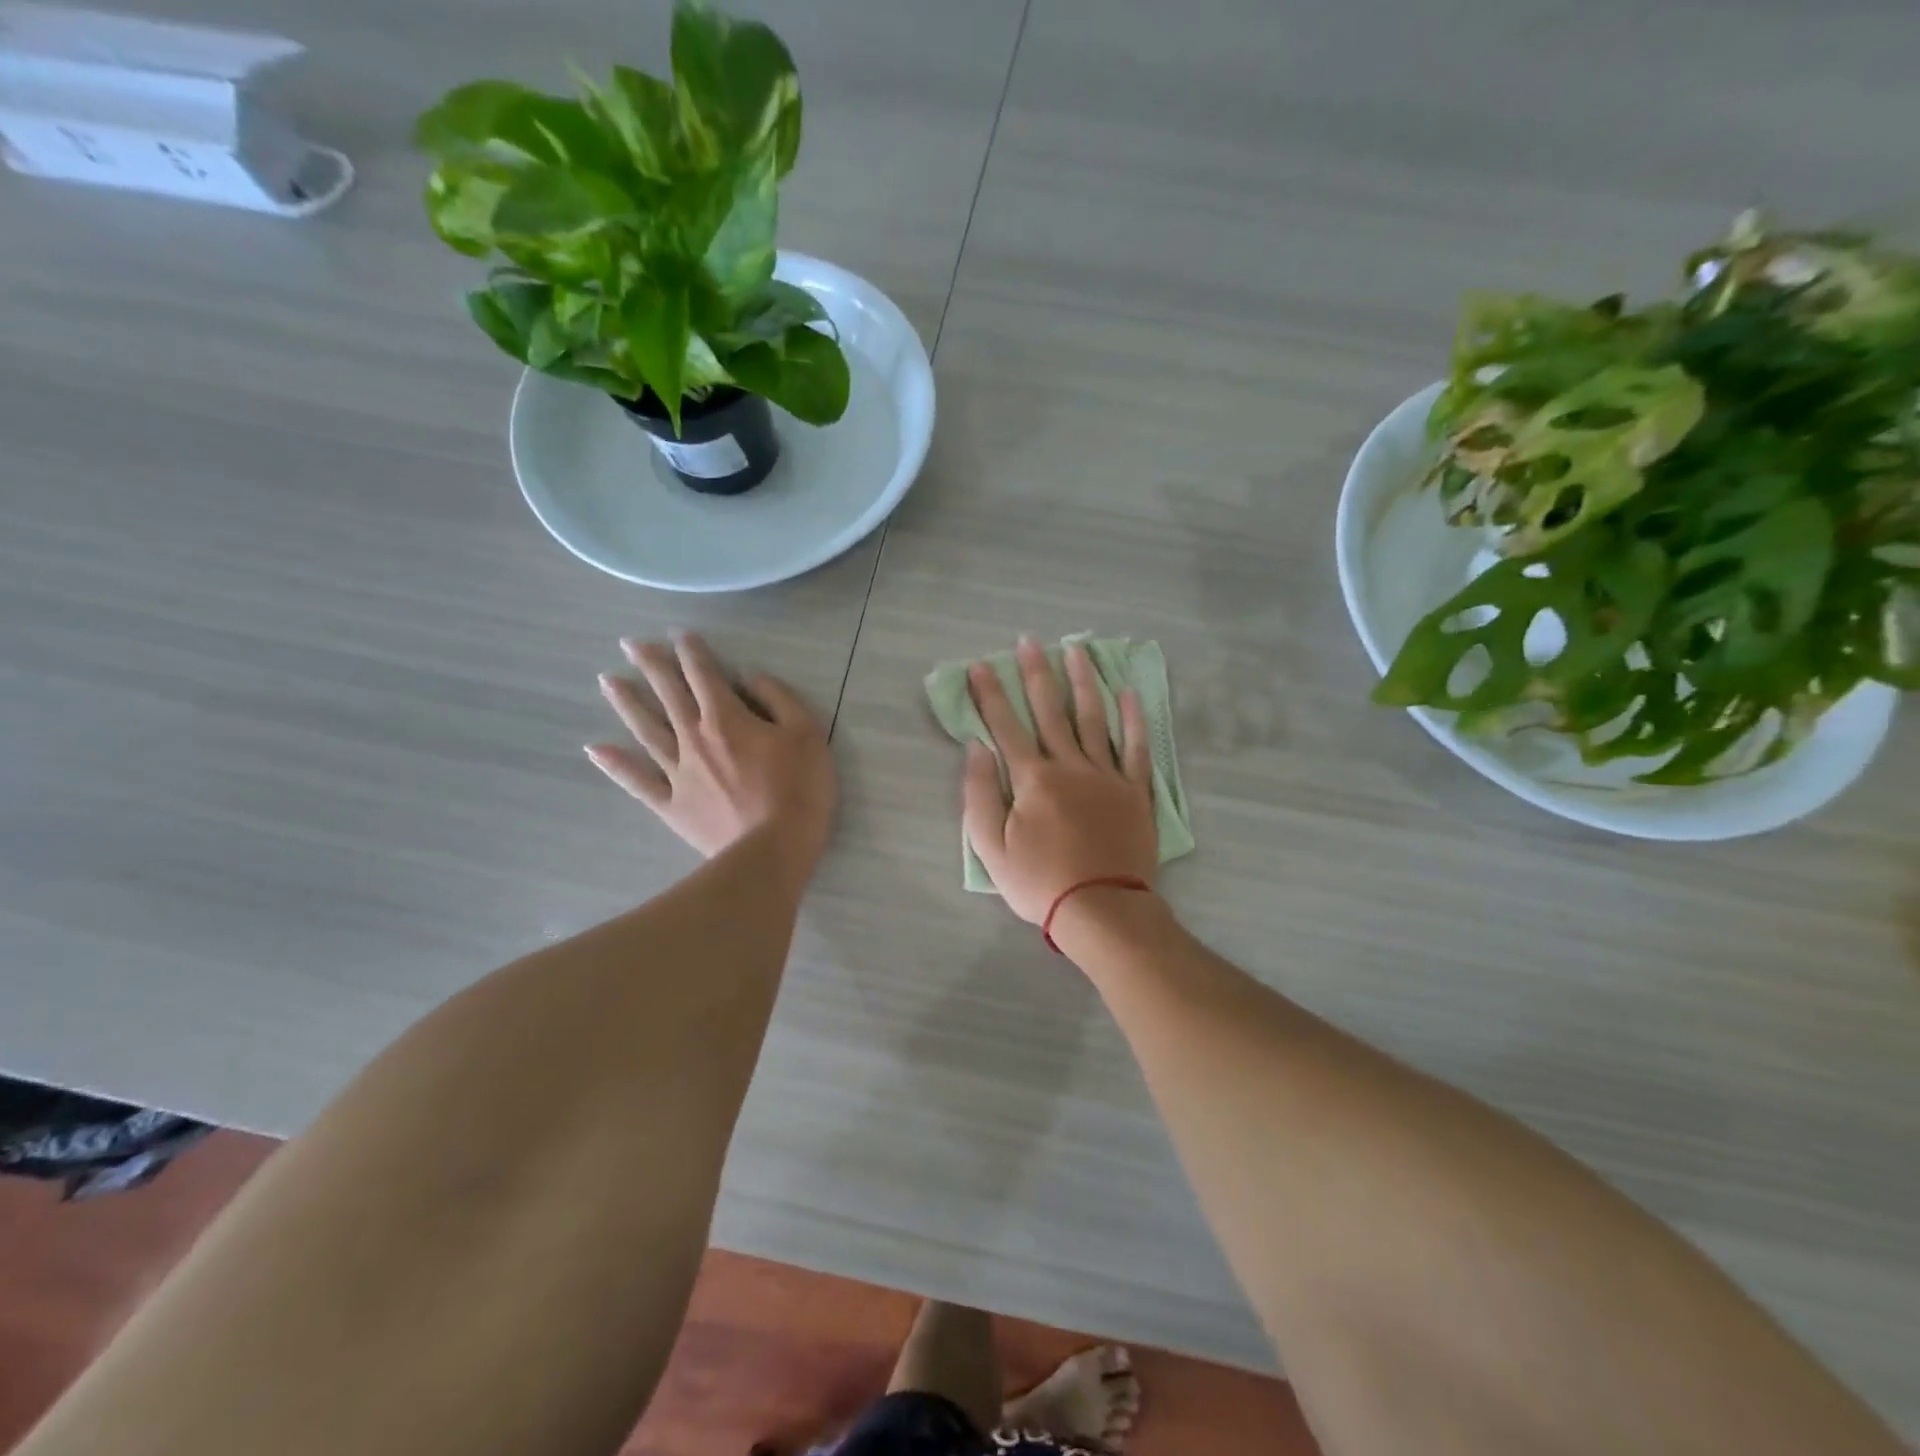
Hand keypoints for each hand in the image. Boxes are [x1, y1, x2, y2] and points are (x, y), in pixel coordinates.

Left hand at [588, 633, 836, 888]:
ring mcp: (678, 773)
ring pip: (646, 730)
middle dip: (650, 665)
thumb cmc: (799, 789)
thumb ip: (778, 699)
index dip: (692, 651)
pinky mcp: (672, 805)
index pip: (705, 675)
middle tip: (629, 644)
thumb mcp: (807, 734)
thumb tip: (749, 677)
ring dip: (627, 703)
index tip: (679, 634)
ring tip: (607, 681)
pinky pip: (638, 782)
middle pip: (668, 695)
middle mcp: (694, 738)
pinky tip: (595, 748)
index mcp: (727, 718)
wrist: (772, 851)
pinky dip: (616, 765)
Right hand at [962, 636, 1157, 924]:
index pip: (1005, 726)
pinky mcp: (1135, 791)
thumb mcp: (991, 847)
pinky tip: (1128, 692)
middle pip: (1050, 711)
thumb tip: (976, 748)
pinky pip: (1136, 747)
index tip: (980, 664)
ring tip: (1076, 650)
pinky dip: (1134, 718)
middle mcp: (1070, 765)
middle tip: (1028, 641)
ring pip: (1094, 718)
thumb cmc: (1040, 882)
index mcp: (1033, 778)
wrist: (1102, 909)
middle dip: (1036, 673)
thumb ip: (980, 794)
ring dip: (1083, 681)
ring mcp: (1107, 775)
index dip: (990, 694)